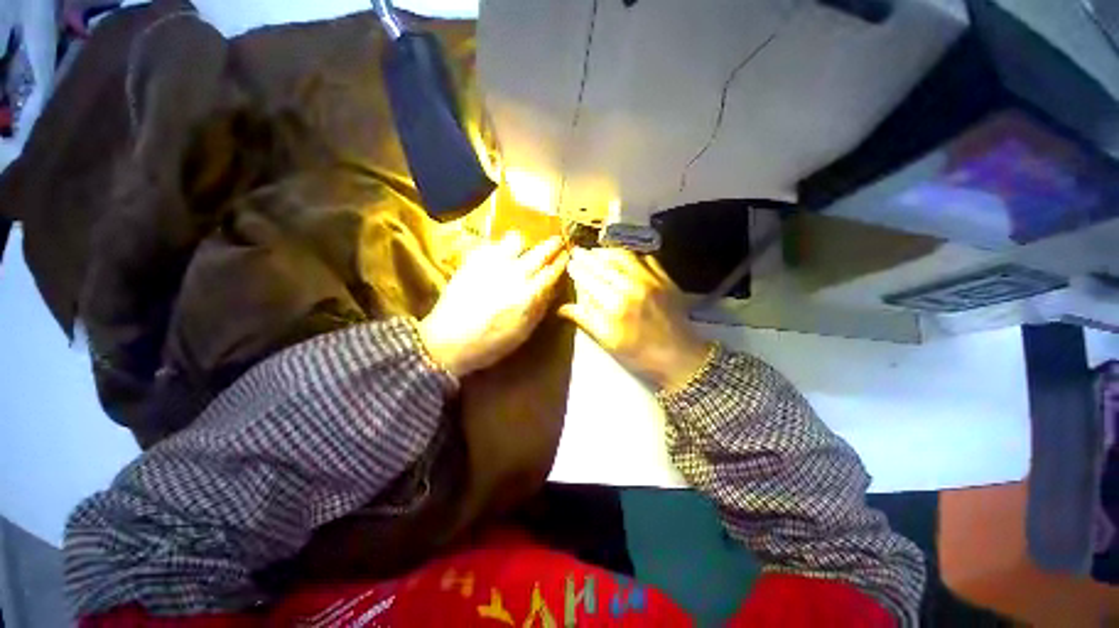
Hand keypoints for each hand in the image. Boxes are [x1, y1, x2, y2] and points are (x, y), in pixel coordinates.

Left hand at [419, 232, 568, 377]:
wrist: (447, 341)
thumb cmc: (490, 343)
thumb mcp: (523, 332)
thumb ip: (540, 308)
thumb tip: (552, 288)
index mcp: (528, 295)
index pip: (551, 271)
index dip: (561, 261)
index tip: (567, 255)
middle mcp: (513, 275)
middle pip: (539, 251)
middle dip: (552, 244)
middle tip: (557, 240)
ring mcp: (491, 265)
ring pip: (515, 239)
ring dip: (524, 244)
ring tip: (522, 250)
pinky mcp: (472, 261)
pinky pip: (492, 244)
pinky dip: (500, 247)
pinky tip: (498, 257)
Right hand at [560, 247, 711, 390]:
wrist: (679, 355)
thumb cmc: (639, 352)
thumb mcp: (608, 341)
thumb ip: (587, 320)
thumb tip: (564, 308)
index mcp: (615, 305)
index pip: (590, 279)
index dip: (578, 269)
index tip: (570, 263)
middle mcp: (631, 286)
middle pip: (605, 264)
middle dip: (588, 256)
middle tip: (578, 252)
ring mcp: (650, 280)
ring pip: (624, 257)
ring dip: (607, 252)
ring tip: (596, 251)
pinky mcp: (664, 279)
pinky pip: (645, 259)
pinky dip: (630, 255)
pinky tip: (622, 256)